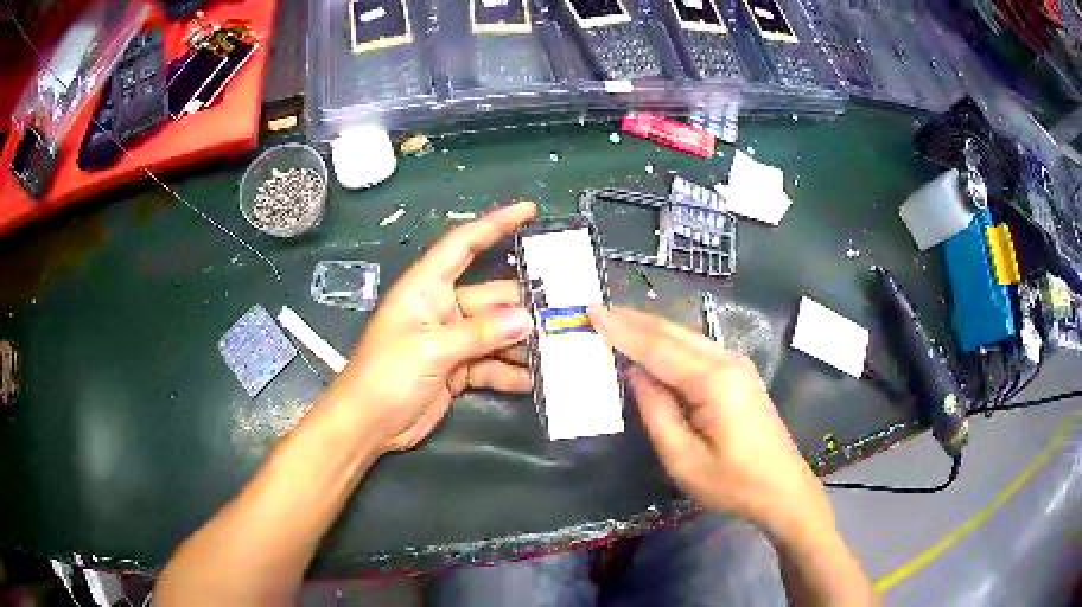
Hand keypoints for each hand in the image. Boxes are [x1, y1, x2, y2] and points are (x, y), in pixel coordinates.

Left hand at [322, 202, 536, 453]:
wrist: (367, 426)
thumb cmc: (385, 376)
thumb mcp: (429, 351)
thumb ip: (478, 334)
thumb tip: (526, 320)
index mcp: (426, 289)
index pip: (462, 245)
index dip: (495, 224)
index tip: (529, 210)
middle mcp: (441, 308)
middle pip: (491, 296)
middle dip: (525, 304)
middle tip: (565, 310)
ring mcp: (451, 341)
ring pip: (496, 333)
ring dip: (523, 342)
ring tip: (559, 348)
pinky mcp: (457, 370)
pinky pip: (491, 364)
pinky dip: (510, 372)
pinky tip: (535, 380)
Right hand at [588, 306, 832, 536]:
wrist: (783, 490)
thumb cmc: (733, 483)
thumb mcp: (683, 459)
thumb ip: (657, 411)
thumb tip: (635, 372)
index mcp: (713, 381)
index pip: (658, 348)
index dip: (622, 331)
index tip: (591, 312)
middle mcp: (727, 361)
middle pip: (673, 333)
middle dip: (633, 321)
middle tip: (597, 310)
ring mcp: (737, 365)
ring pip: (686, 337)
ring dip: (650, 328)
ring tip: (617, 320)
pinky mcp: (739, 375)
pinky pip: (697, 349)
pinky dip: (668, 342)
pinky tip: (653, 343)